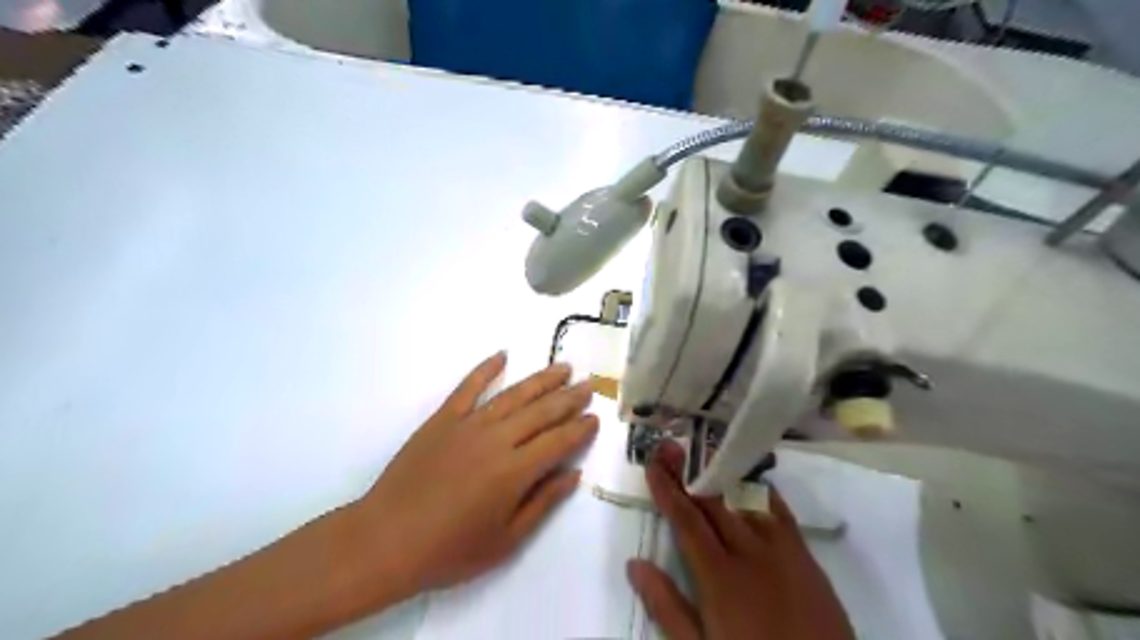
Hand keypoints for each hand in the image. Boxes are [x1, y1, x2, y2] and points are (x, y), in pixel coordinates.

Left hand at [347, 352, 596, 603]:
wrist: (385, 541)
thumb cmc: (449, 550)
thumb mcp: (505, 541)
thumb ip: (542, 503)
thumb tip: (573, 475)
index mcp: (514, 472)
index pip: (558, 442)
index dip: (580, 429)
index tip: (595, 417)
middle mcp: (496, 440)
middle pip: (541, 412)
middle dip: (569, 398)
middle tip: (590, 384)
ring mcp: (468, 424)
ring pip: (513, 395)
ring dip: (541, 380)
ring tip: (563, 368)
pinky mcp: (442, 419)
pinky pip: (467, 387)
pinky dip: (485, 369)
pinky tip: (502, 355)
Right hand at [633, 444, 854, 639]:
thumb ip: (667, 606)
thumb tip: (634, 564)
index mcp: (719, 576)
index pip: (686, 521)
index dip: (667, 490)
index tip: (653, 464)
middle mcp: (749, 551)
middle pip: (714, 502)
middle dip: (689, 473)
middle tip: (671, 447)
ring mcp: (781, 550)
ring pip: (746, 499)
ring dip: (723, 475)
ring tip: (705, 452)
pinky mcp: (805, 556)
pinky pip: (780, 511)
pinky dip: (761, 492)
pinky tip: (752, 481)